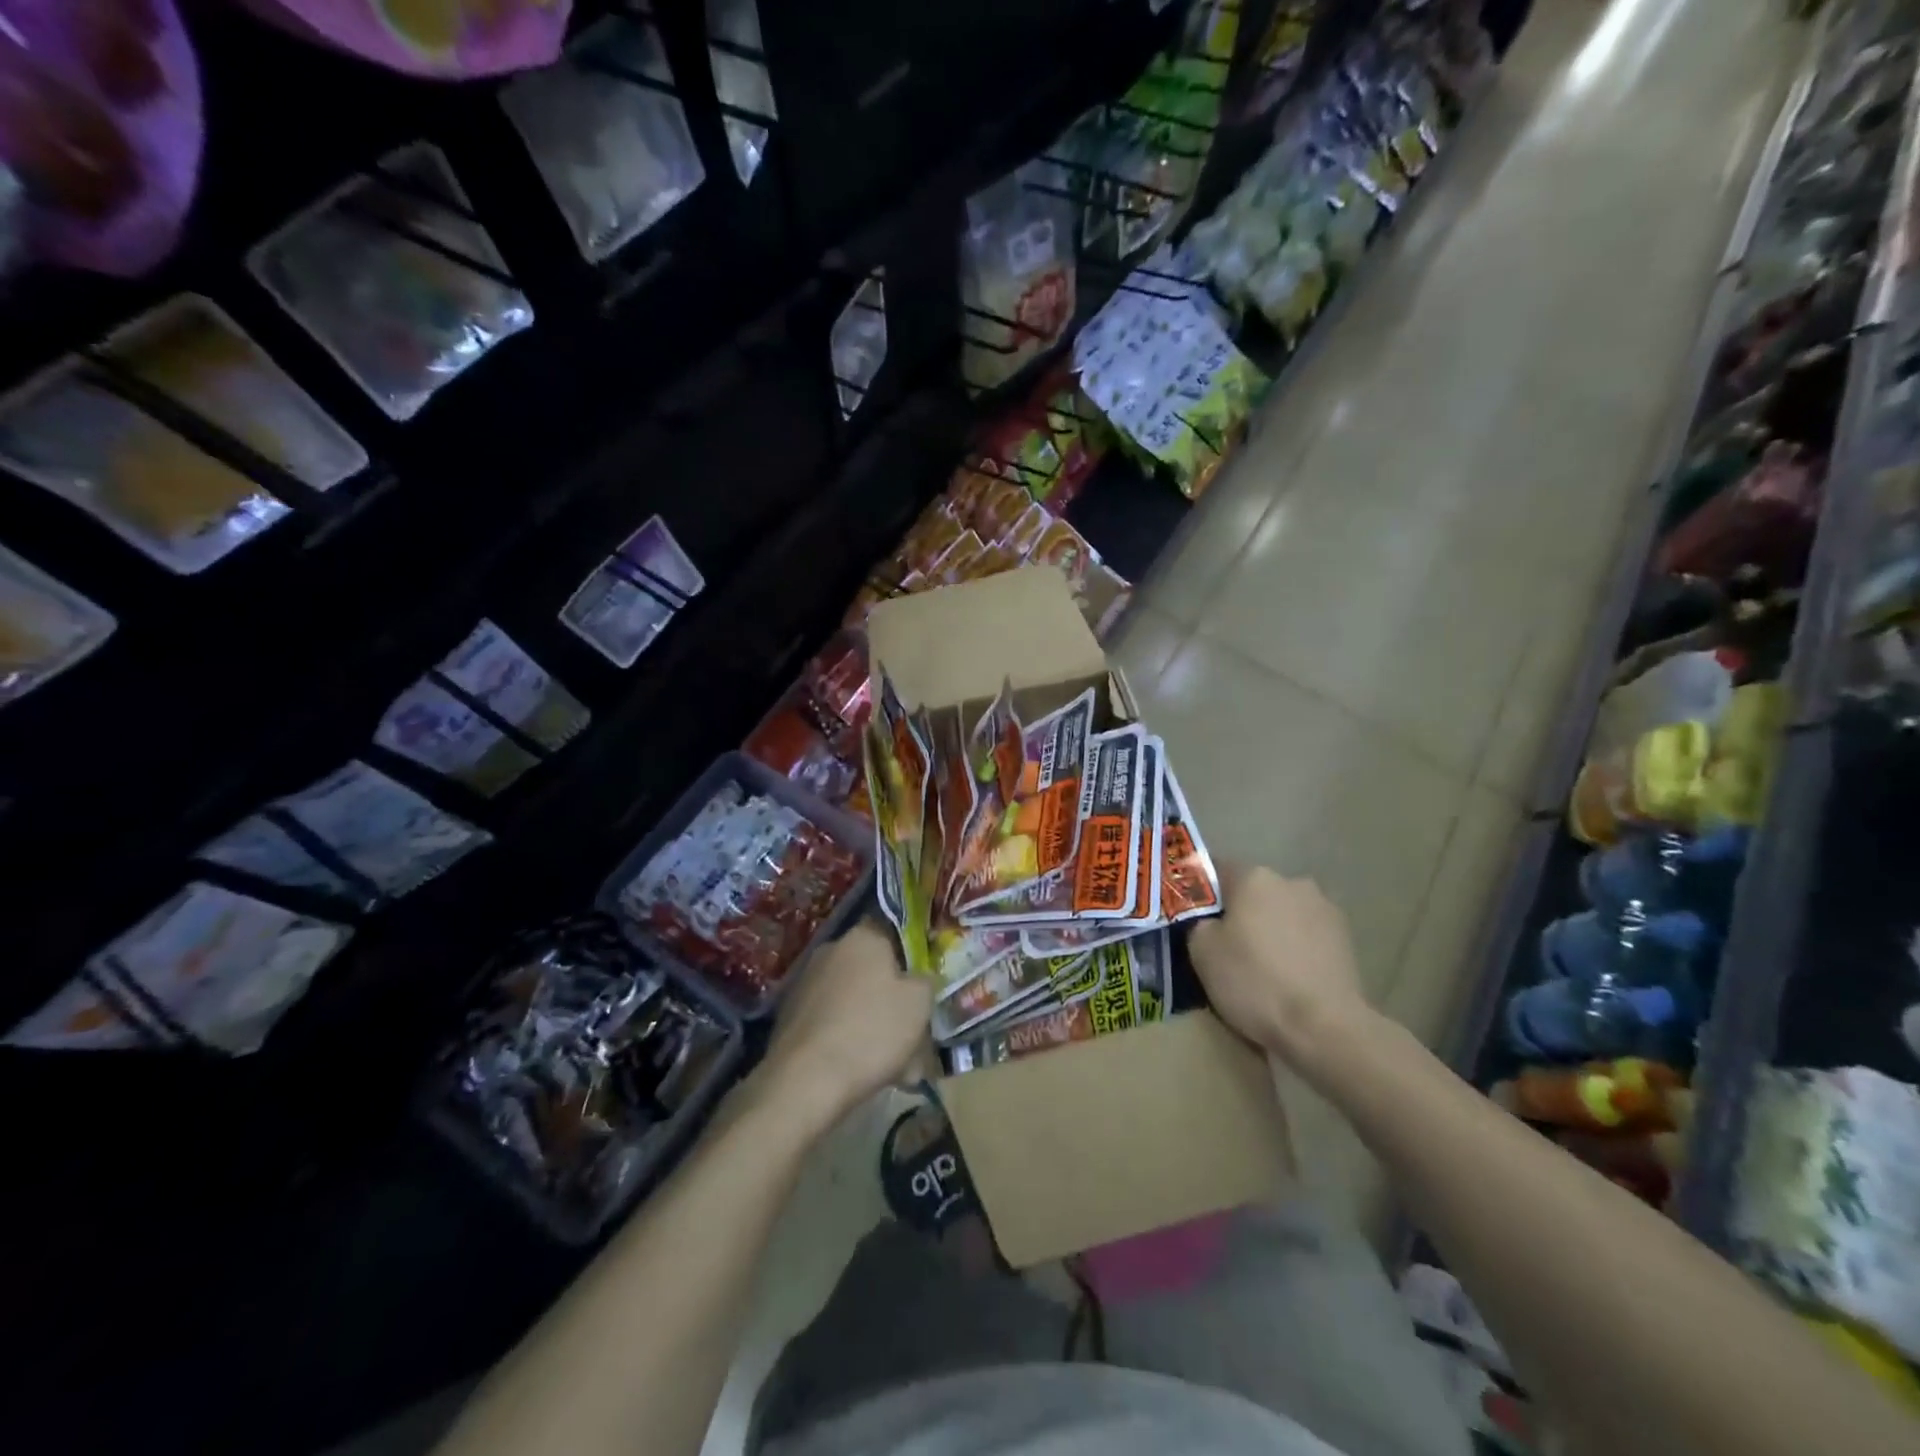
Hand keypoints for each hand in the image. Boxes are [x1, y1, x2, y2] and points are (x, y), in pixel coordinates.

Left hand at [759, 920, 933, 1129]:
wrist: (806, 1080)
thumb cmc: (872, 1030)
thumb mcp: (919, 1003)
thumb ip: (925, 981)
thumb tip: (919, 978)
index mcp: (862, 938)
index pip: (892, 932)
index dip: (911, 957)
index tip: (923, 984)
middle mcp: (831, 951)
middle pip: (873, 971)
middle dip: (893, 999)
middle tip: (914, 1033)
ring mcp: (806, 983)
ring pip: (854, 1000)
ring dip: (873, 1024)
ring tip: (896, 1066)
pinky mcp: (790, 1016)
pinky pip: (832, 1022)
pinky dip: (848, 1039)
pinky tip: (864, 1071)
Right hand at [1188, 866, 1372, 1063]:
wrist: (1324, 1028)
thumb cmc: (1254, 982)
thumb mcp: (1201, 952)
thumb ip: (1198, 922)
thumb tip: (1208, 920)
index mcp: (1254, 877)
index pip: (1216, 871)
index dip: (1202, 895)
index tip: (1195, 920)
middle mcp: (1292, 881)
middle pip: (1253, 891)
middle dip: (1239, 913)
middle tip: (1226, 948)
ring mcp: (1324, 908)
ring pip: (1283, 913)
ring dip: (1271, 930)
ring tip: (1263, 968)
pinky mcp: (1346, 939)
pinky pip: (1307, 935)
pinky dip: (1296, 949)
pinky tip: (1290, 978)